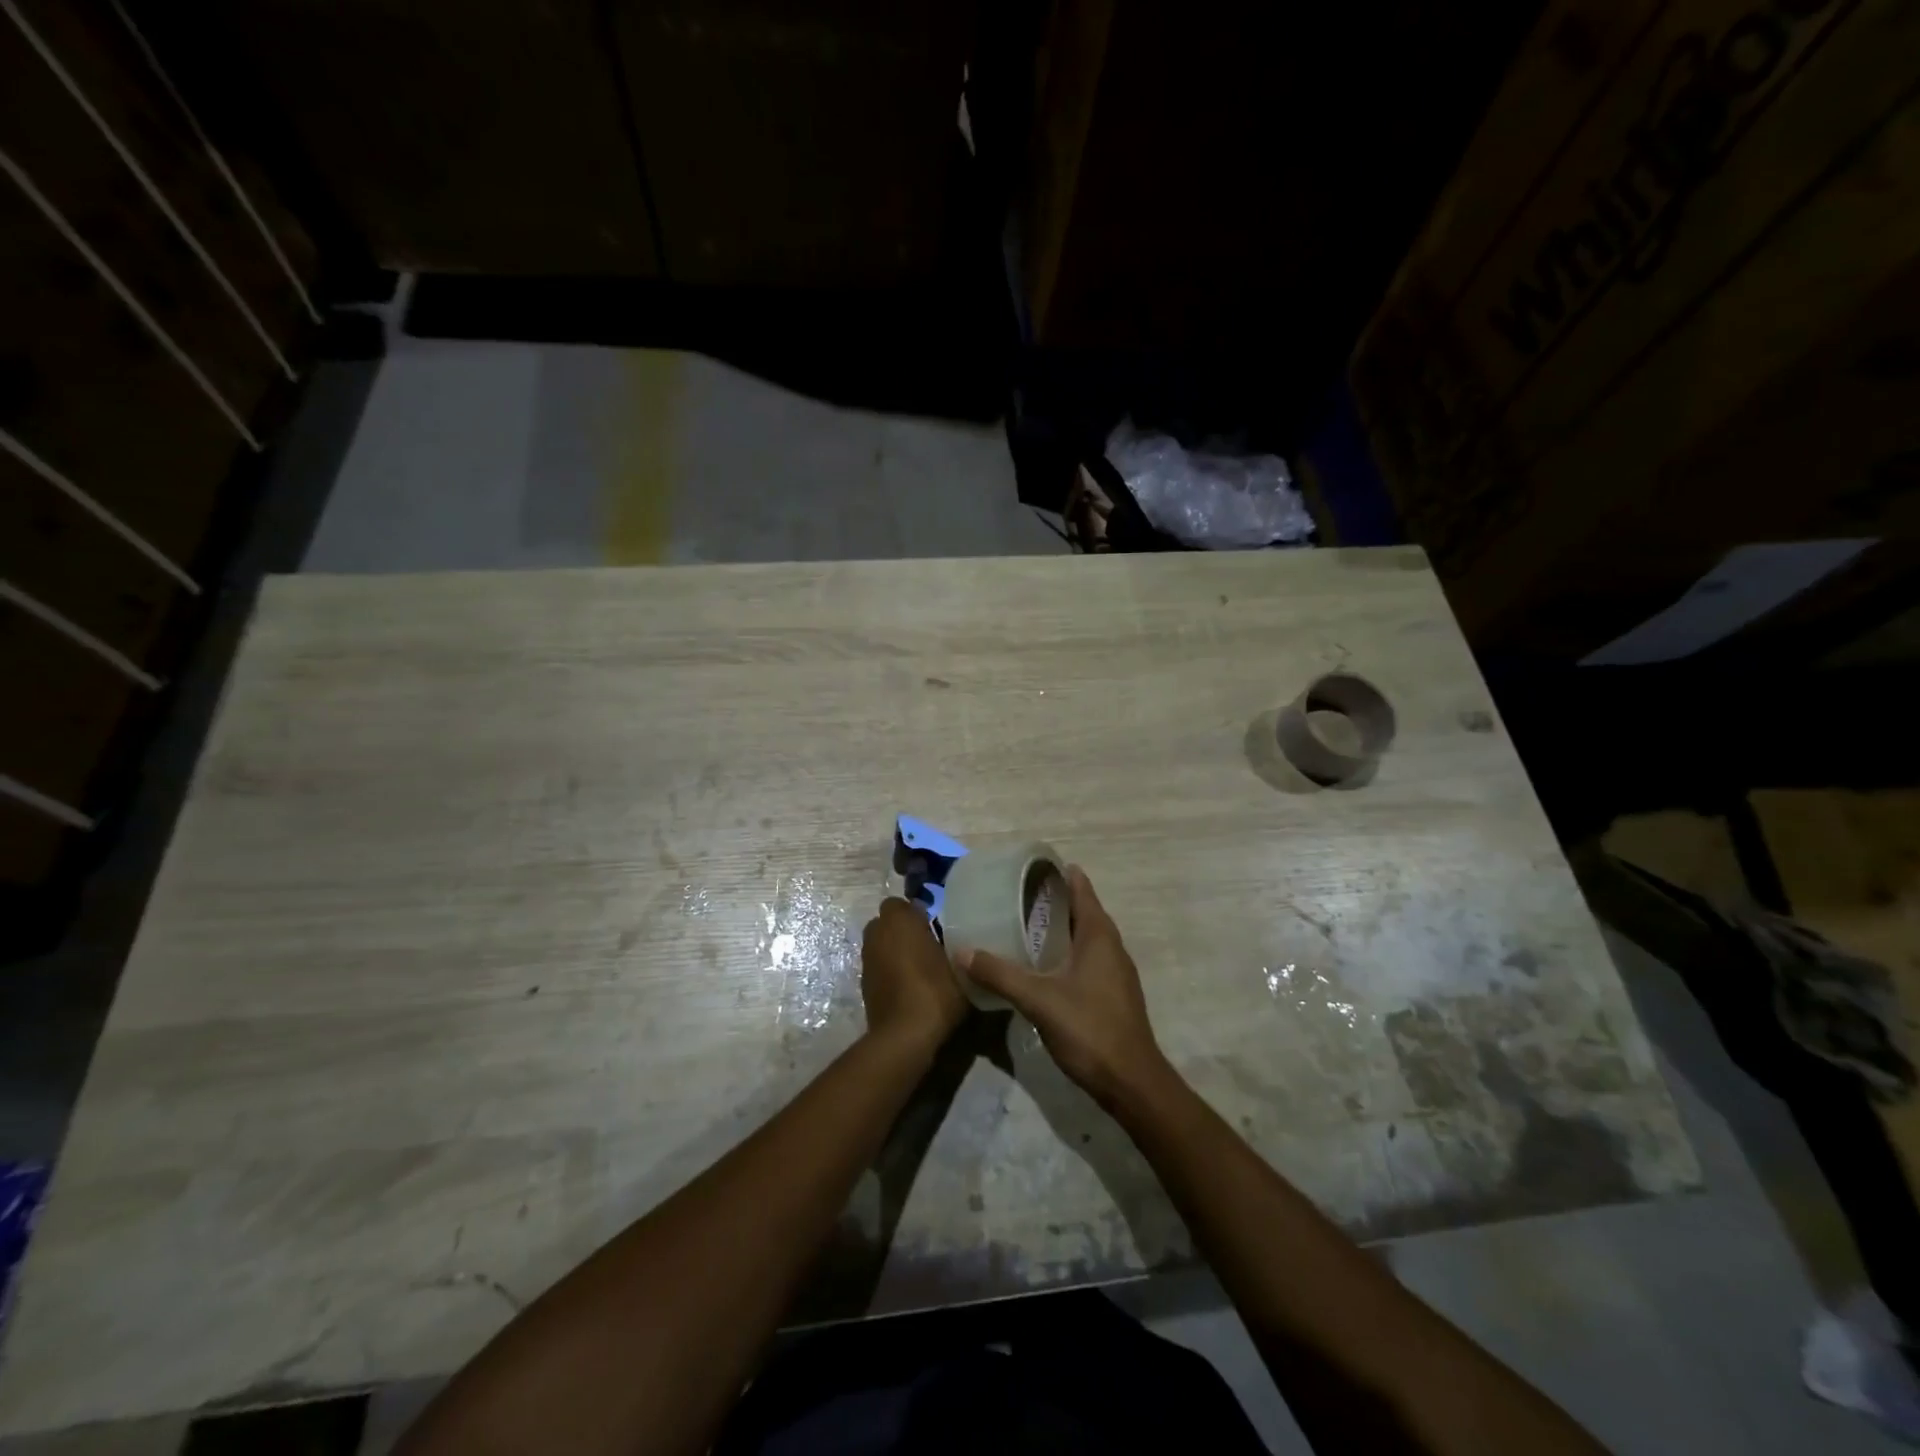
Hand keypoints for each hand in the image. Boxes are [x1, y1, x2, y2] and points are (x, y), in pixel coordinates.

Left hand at [860, 898, 966, 1056]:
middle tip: (926, 944)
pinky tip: (907, 986)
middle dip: (901, 930)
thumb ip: (957, 948)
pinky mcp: (863, 984)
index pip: (899, 903)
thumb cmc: (936, 991)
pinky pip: (877, 967)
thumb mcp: (960, 967)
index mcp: (899, 920)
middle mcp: (877, 934)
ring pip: (879, 945)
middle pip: (886, 923)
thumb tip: (958, 944)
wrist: (905, 1035)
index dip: (915, 913)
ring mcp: (867, 960)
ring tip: (918, 967)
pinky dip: (888, 971)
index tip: (933, 927)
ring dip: (893, 950)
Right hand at [960, 867, 1168, 1110]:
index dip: (1059, 873)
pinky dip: (1066, 952)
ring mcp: (1115, 972)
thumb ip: (1000, 974)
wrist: (1132, 1083)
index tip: (1032, 865)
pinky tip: (1043, 966)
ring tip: (1024, 925)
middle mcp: (1111, 946)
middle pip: (1082, 911)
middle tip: (1017, 894)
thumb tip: (962, 951)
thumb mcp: (1038, 999)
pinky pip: (1087, 959)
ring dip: (1060, 927)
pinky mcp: (1113, 994)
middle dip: (1053, 900)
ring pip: (1085, 937)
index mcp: (1099, 935)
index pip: (1081, 888)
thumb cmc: (1089, 1029)